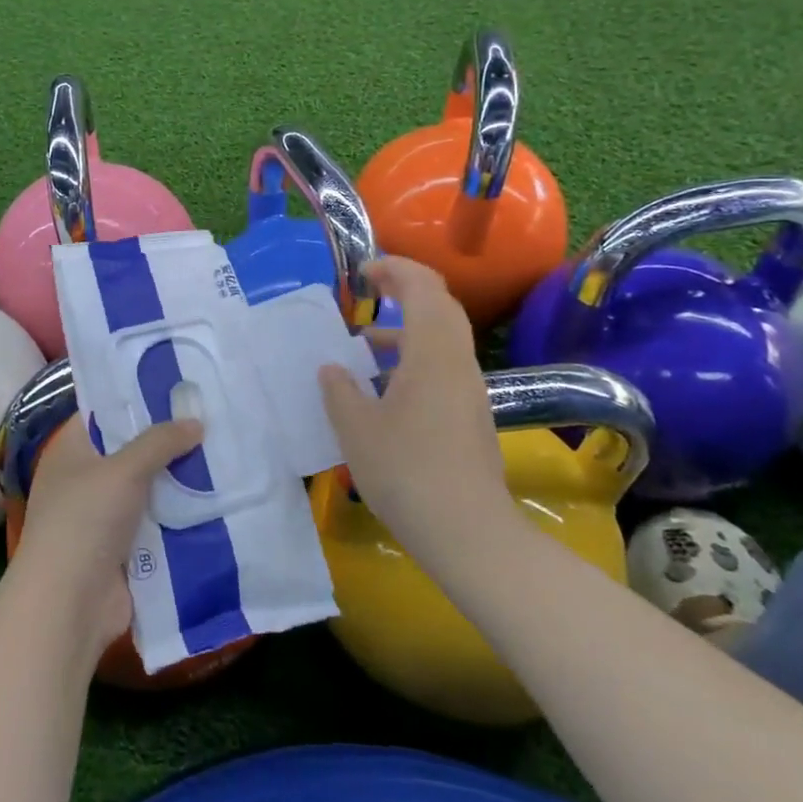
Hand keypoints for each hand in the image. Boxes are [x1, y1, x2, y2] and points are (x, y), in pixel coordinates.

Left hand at [8, 415, 204, 658]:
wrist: (69, 606)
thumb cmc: (85, 521)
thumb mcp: (123, 469)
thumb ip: (160, 442)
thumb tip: (196, 422)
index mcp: (71, 451)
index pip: (104, 412)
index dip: (136, 398)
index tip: (176, 386)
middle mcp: (86, 479)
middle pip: (132, 450)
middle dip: (168, 439)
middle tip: (211, 417)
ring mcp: (105, 517)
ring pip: (150, 488)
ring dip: (180, 478)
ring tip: (225, 451)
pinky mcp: (125, 549)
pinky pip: (159, 522)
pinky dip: (182, 514)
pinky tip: (219, 497)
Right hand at [319, 258, 517, 566]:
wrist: (468, 532)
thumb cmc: (406, 472)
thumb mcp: (356, 429)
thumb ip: (340, 390)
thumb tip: (332, 368)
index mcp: (432, 353)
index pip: (423, 287)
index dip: (395, 269)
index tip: (363, 273)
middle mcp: (457, 361)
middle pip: (440, 306)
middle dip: (404, 290)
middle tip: (368, 291)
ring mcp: (468, 389)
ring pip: (442, 338)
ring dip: (407, 328)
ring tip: (364, 344)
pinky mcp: (470, 414)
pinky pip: (442, 365)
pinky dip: (414, 358)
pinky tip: (383, 389)